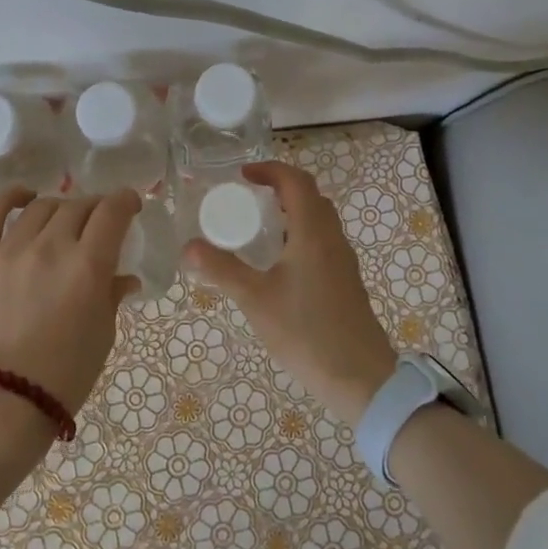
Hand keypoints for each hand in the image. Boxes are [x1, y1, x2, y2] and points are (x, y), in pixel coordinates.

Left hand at [0, 188, 142, 431]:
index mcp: (88, 266)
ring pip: (42, 207)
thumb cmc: (65, 374)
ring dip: (61, 207)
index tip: (130, 205)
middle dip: (96, 207)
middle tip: (99, 221)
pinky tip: (24, 196)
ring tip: (64, 220)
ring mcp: (10, 250)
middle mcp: (50, 247)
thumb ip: (112, 295)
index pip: (112, 212)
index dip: (125, 201)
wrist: (4, 401)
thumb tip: (124, 277)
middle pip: (78, 206)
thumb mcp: (103, 333)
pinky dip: (10, 197)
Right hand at [182, 162, 396, 424]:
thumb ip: (221, 270)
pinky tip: (278, 265)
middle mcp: (332, 239)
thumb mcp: (255, 300)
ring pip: (319, 221)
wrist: (360, 377)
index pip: (296, 182)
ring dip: (291, 213)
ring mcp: (342, 261)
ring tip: (258, 229)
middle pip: (310, 197)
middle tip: (247, 200)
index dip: (270, 171)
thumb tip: (188, 246)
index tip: (242, 176)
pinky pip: (322, 242)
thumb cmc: (306, 332)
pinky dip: (299, 236)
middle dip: (280, 189)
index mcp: (313, 233)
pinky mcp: (345, 282)